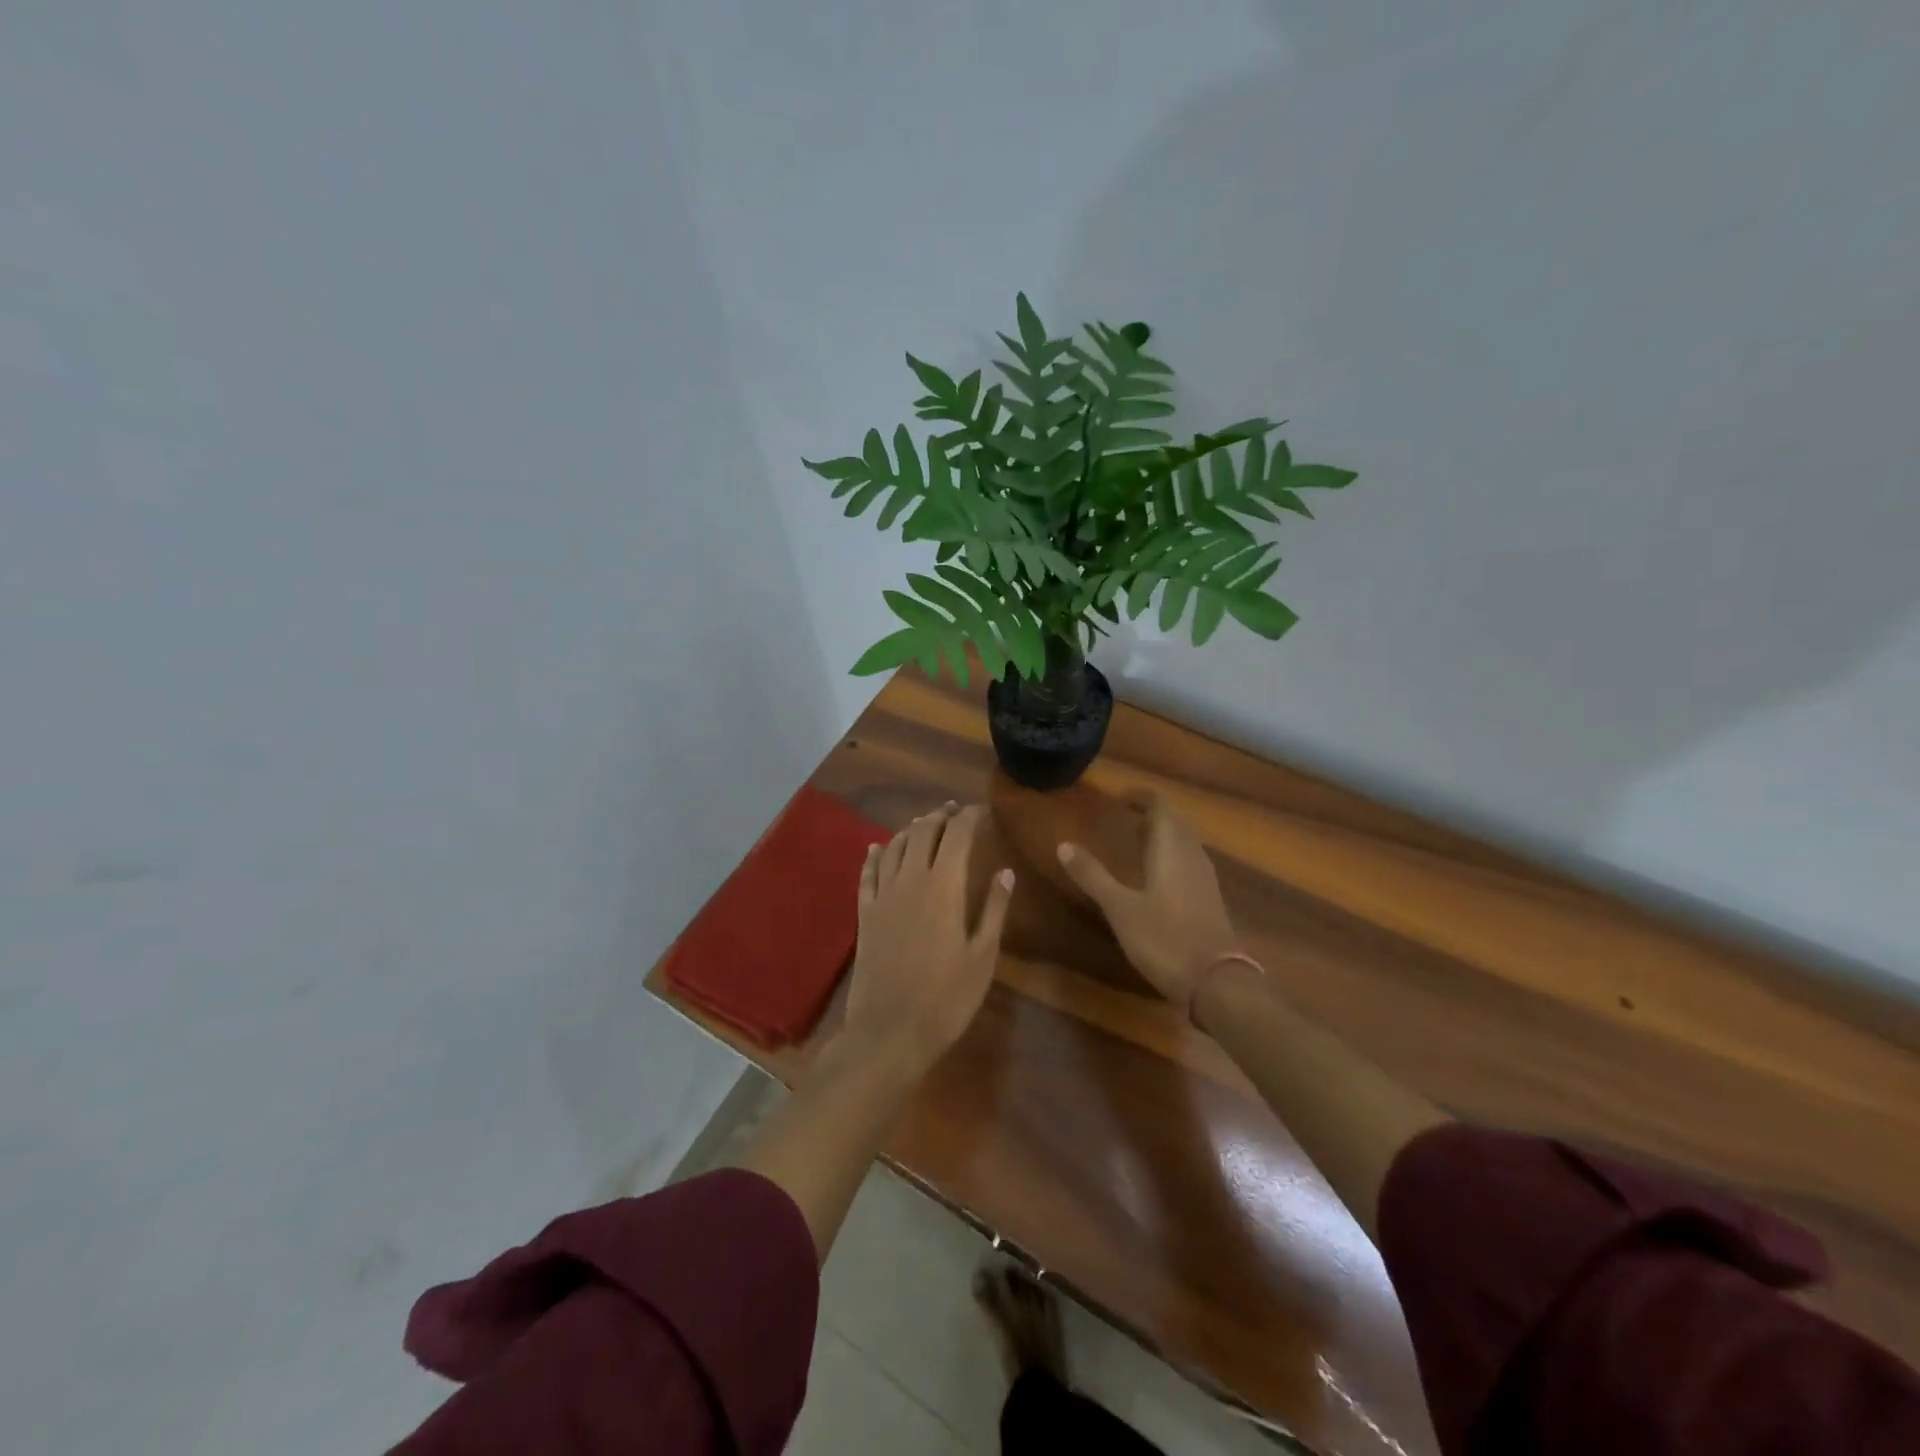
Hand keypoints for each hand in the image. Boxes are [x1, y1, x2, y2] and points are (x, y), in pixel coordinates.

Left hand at [841, 802, 1014, 1072]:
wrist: (889, 1031)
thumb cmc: (946, 997)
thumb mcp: (982, 956)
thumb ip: (993, 909)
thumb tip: (1005, 872)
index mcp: (943, 886)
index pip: (957, 835)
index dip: (969, 817)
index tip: (981, 811)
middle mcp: (910, 880)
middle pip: (923, 832)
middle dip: (940, 816)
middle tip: (954, 810)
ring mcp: (883, 896)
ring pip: (894, 847)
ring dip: (911, 829)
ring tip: (925, 823)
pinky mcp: (865, 915)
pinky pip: (867, 874)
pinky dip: (874, 855)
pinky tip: (876, 847)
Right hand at [1057, 792, 1240, 1008]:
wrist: (1216, 983)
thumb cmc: (1164, 939)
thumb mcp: (1120, 908)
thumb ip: (1093, 875)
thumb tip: (1064, 844)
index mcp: (1171, 849)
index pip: (1161, 807)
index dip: (1142, 797)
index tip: (1120, 797)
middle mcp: (1192, 856)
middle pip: (1177, 822)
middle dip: (1154, 813)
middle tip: (1127, 815)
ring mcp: (1205, 879)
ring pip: (1186, 842)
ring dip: (1165, 834)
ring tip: (1138, 839)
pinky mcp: (1210, 900)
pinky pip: (1190, 862)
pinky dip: (1172, 855)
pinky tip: (1158, 874)